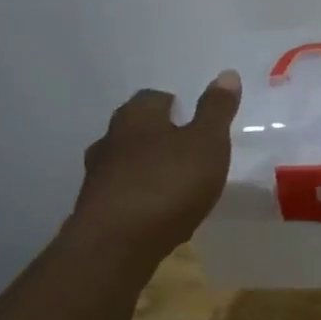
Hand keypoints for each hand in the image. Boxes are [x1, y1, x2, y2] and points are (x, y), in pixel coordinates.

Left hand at [70, 71, 241, 257]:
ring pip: (125, 163)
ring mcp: (97, 177)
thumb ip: (217, 110)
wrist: (116, 245)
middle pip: (135, 129)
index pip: (154, 97)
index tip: (194, 122)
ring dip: (145, 169)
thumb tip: (227, 73)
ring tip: (173, 184)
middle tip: (186, 151)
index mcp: (137, 116)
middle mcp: (110, 139)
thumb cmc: (168, 184)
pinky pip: (120, 195)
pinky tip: (156, 214)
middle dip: (158, 136)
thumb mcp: (207, 143)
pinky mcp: (93, 211)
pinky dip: (137, 198)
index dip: (175, 107)